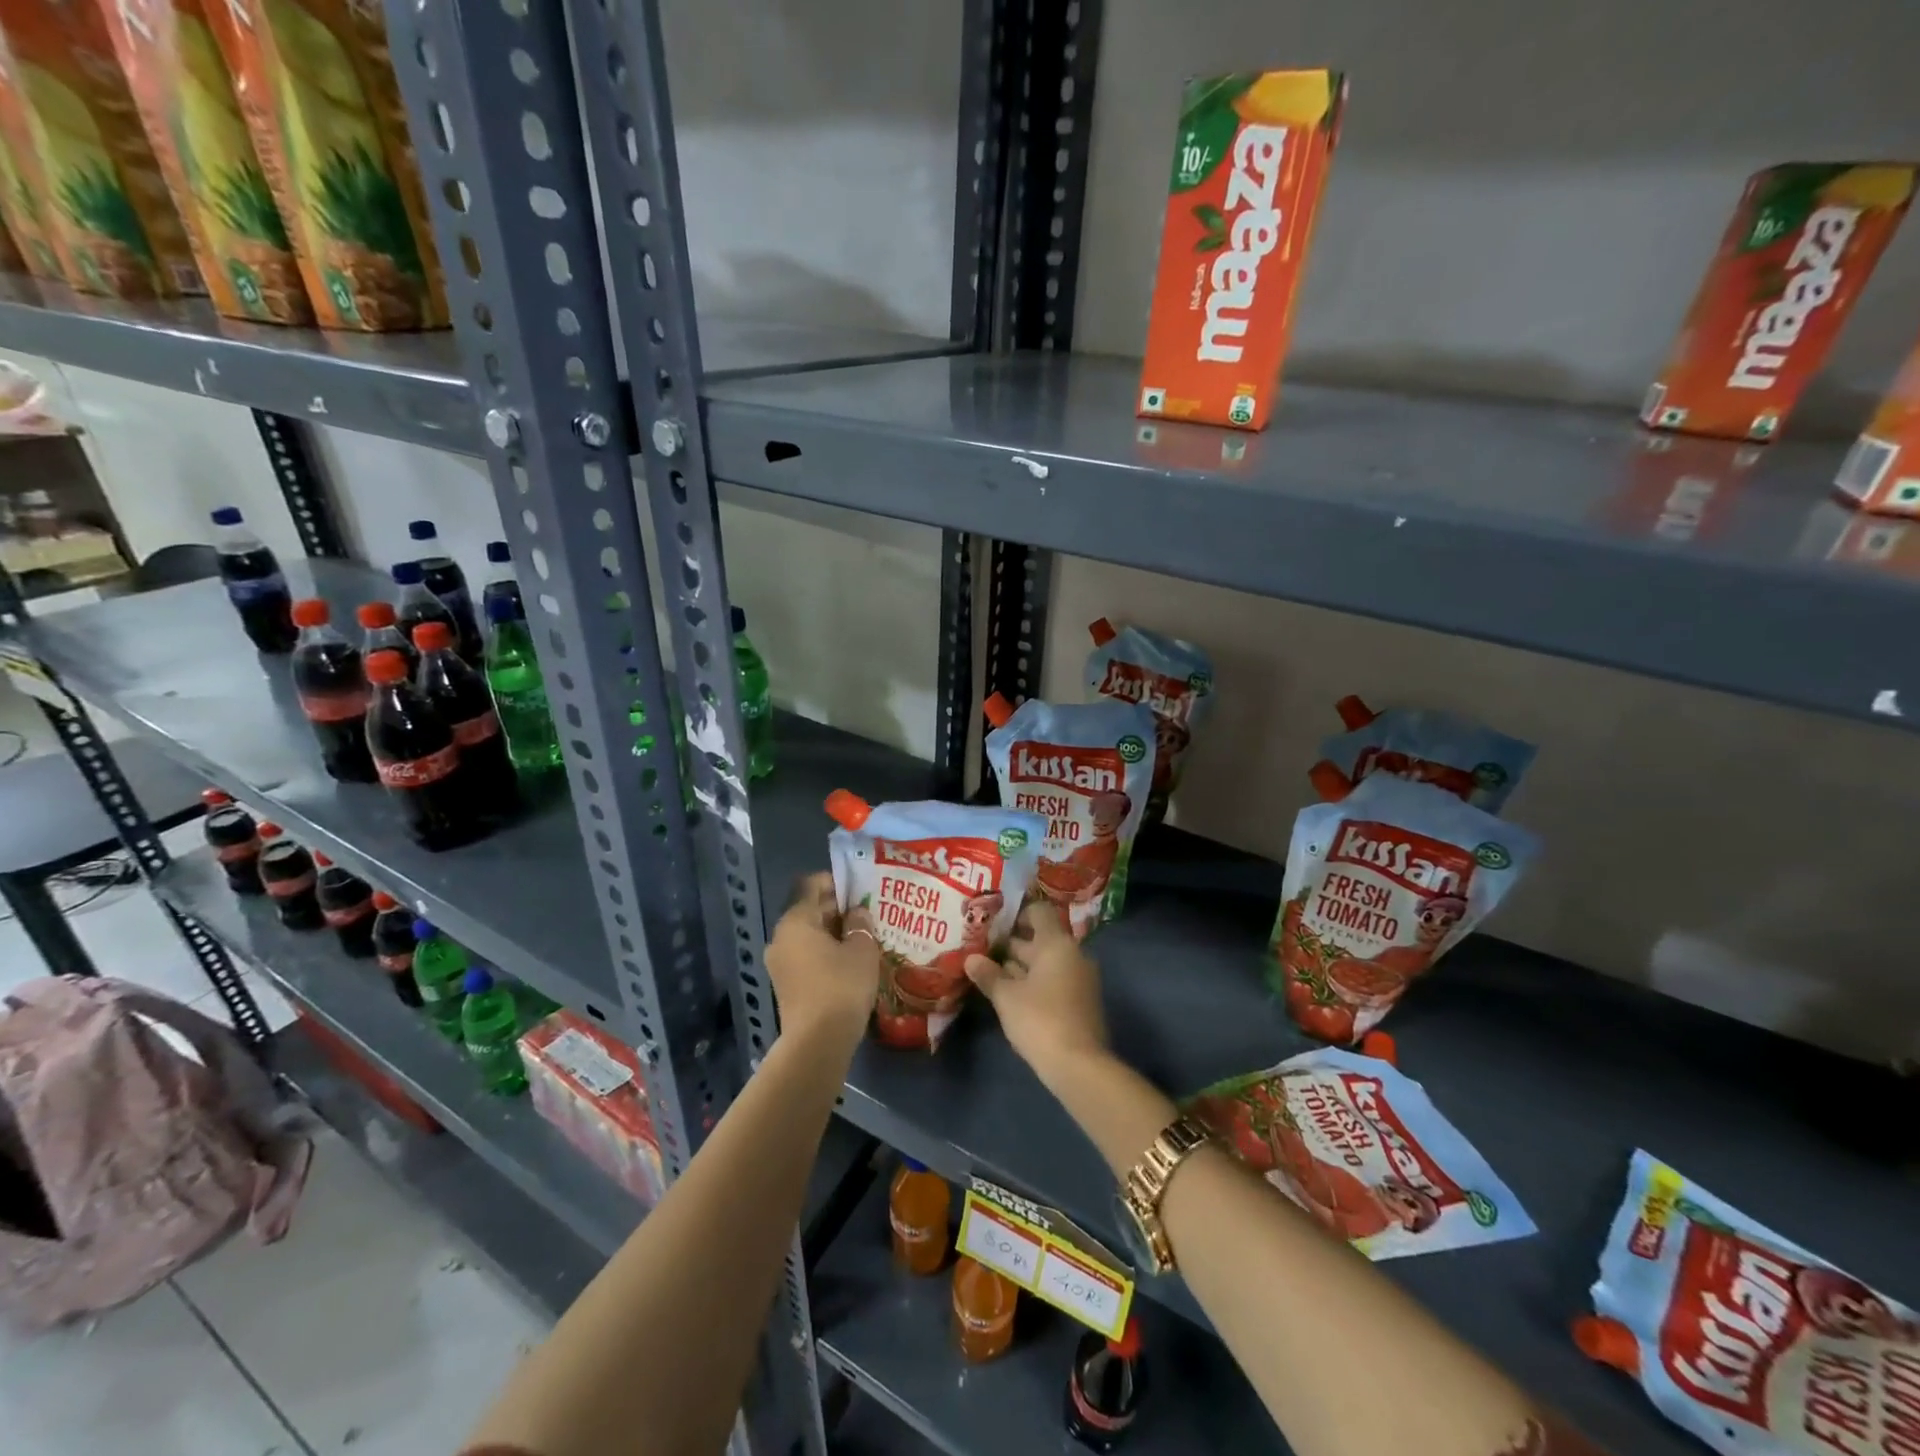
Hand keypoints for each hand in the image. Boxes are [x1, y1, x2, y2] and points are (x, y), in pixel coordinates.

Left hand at [764, 873, 881, 1043]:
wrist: (818, 1043)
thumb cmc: (841, 986)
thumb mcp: (862, 949)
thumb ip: (860, 924)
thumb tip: (856, 912)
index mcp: (796, 921)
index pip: (813, 886)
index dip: (837, 882)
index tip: (860, 887)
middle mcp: (781, 937)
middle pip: (810, 910)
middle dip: (838, 909)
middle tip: (867, 913)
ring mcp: (779, 963)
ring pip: (809, 936)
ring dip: (832, 933)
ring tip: (862, 936)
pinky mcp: (785, 984)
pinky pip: (806, 956)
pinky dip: (825, 952)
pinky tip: (849, 960)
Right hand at [964, 899, 1108, 1083]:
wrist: (1079, 1066)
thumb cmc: (1040, 1020)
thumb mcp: (1006, 997)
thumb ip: (988, 974)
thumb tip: (970, 959)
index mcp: (1057, 944)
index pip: (1039, 912)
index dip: (1016, 914)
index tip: (992, 924)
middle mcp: (1072, 954)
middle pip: (1040, 939)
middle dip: (1011, 944)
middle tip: (980, 949)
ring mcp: (1079, 979)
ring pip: (1045, 963)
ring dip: (1020, 967)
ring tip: (988, 972)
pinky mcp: (1080, 1002)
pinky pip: (1053, 981)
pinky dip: (1033, 983)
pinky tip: (1010, 995)